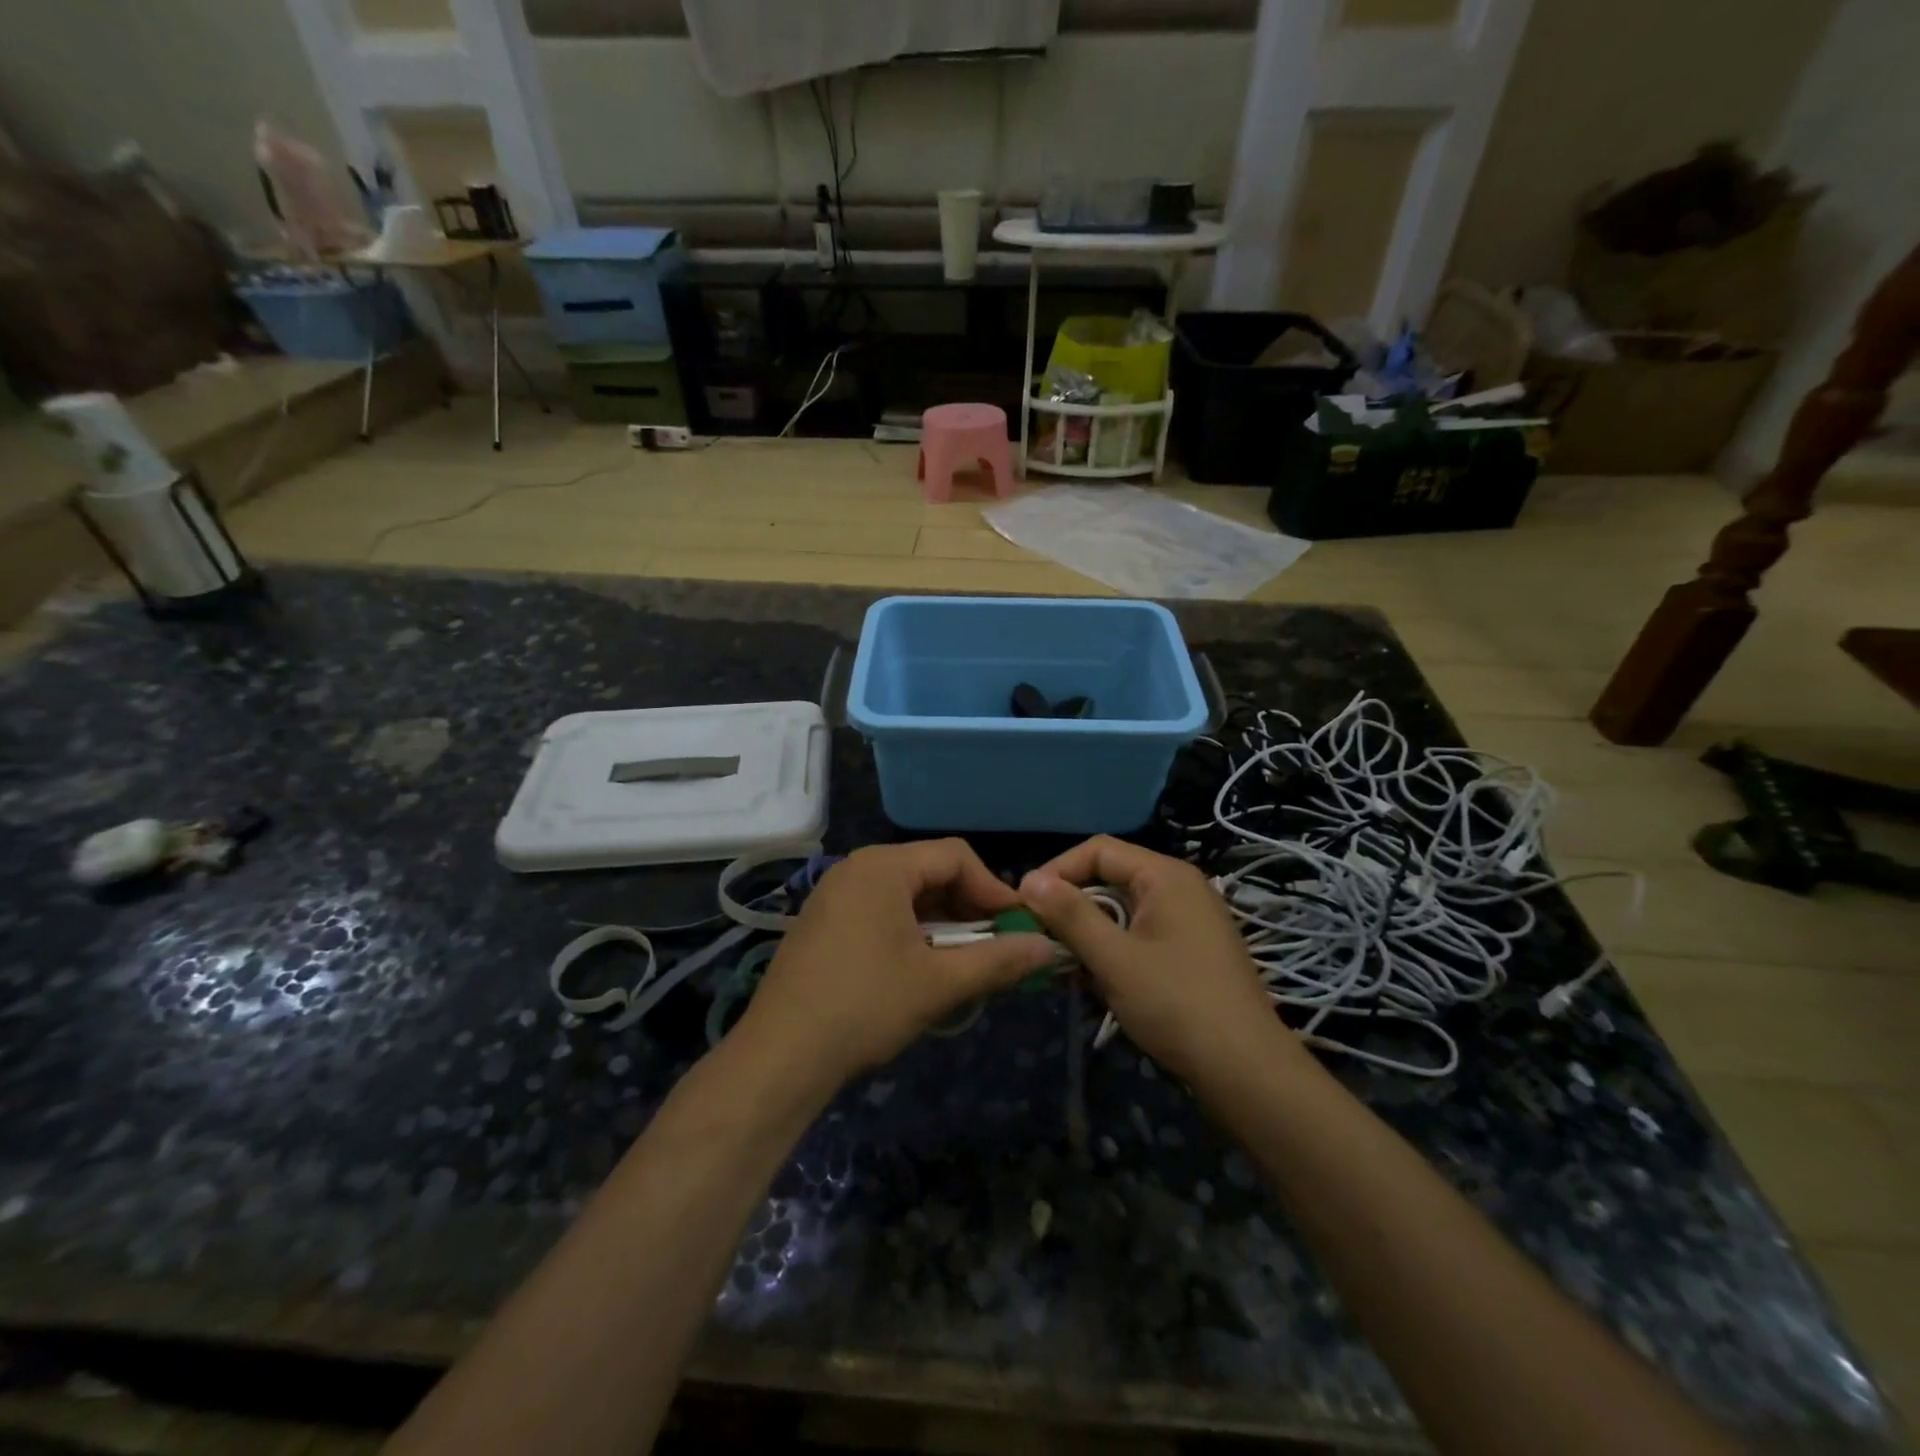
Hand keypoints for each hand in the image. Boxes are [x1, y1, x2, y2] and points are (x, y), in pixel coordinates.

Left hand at [734, 840, 1054, 1087]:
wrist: (779, 1057)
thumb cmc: (864, 1007)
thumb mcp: (939, 984)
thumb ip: (998, 960)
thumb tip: (1048, 946)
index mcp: (882, 867)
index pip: (955, 856)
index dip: (993, 888)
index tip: (1017, 927)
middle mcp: (855, 868)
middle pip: (929, 871)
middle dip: (968, 906)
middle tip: (995, 945)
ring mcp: (833, 894)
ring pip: (905, 893)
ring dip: (942, 921)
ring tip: (963, 960)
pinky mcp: (822, 922)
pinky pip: (879, 910)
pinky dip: (910, 930)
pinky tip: (920, 966)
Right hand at [1020, 836, 1288, 1082]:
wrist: (1246, 1072)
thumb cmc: (1176, 1005)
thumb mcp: (1114, 959)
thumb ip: (1070, 916)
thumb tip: (1029, 880)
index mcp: (1166, 876)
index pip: (1098, 850)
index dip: (1057, 870)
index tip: (1025, 904)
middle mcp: (1179, 888)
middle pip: (1109, 878)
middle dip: (1070, 906)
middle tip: (1038, 937)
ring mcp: (1187, 921)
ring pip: (1121, 911)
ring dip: (1088, 934)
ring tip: (1061, 965)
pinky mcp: (1188, 952)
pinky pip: (1138, 935)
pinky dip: (1111, 951)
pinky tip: (1092, 981)